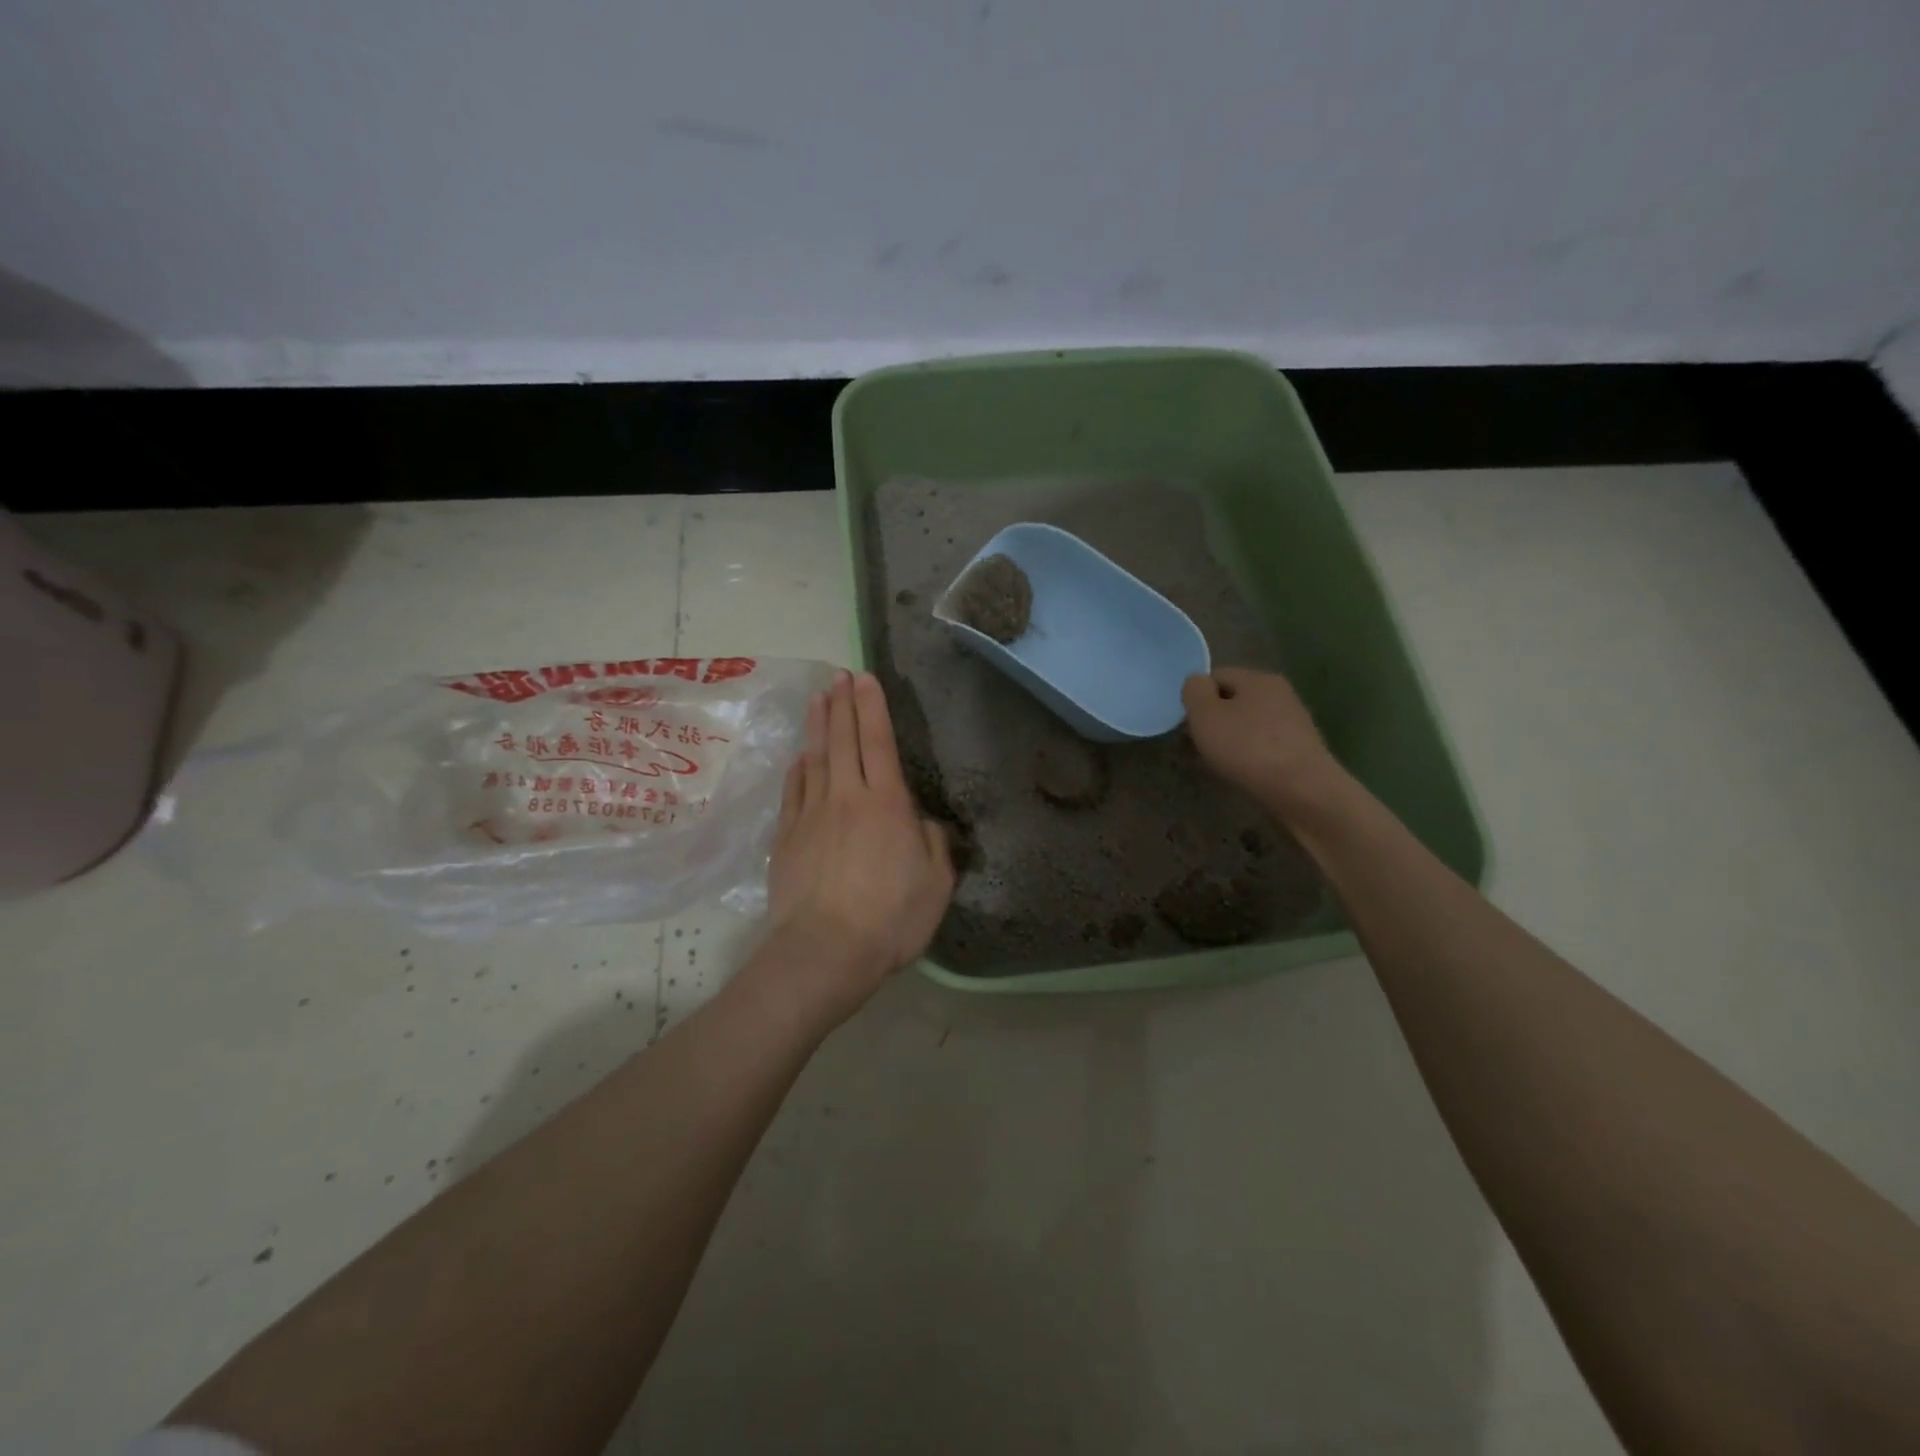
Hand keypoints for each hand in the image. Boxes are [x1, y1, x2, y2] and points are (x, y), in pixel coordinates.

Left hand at [764, 671, 955, 1015]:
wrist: (825, 951)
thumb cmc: (890, 919)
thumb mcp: (936, 884)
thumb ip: (933, 844)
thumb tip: (921, 821)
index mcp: (887, 804)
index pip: (878, 742)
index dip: (872, 707)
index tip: (864, 678)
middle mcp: (847, 798)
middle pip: (844, 741)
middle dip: (842, 704)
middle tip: (837, 676)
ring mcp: (812, 815)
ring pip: (815, 759)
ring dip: (818, 726)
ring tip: (818, 700)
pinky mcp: (787, 838)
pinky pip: (793, 792)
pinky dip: (798, 769)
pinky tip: (800, 757)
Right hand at [1182, 667, 1342, 816]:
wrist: (1303, 790)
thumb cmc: (1248, 748)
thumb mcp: (1206, 716)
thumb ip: (1194, 692)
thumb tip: (1197, 682)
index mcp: (1258, 678)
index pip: (1217, 676)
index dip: (1198, 697)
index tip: (1189, 724)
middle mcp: (1280, 692)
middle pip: (1235, 700)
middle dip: (1215, 719)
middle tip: (1201, 745)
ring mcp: (1295, 720)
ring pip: (1250, 722)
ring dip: (1233, 738)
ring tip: (1222, 762)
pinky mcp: (1302, 747)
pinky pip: (1265, 743)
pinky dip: (1251, 753)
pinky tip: (1246, 771)